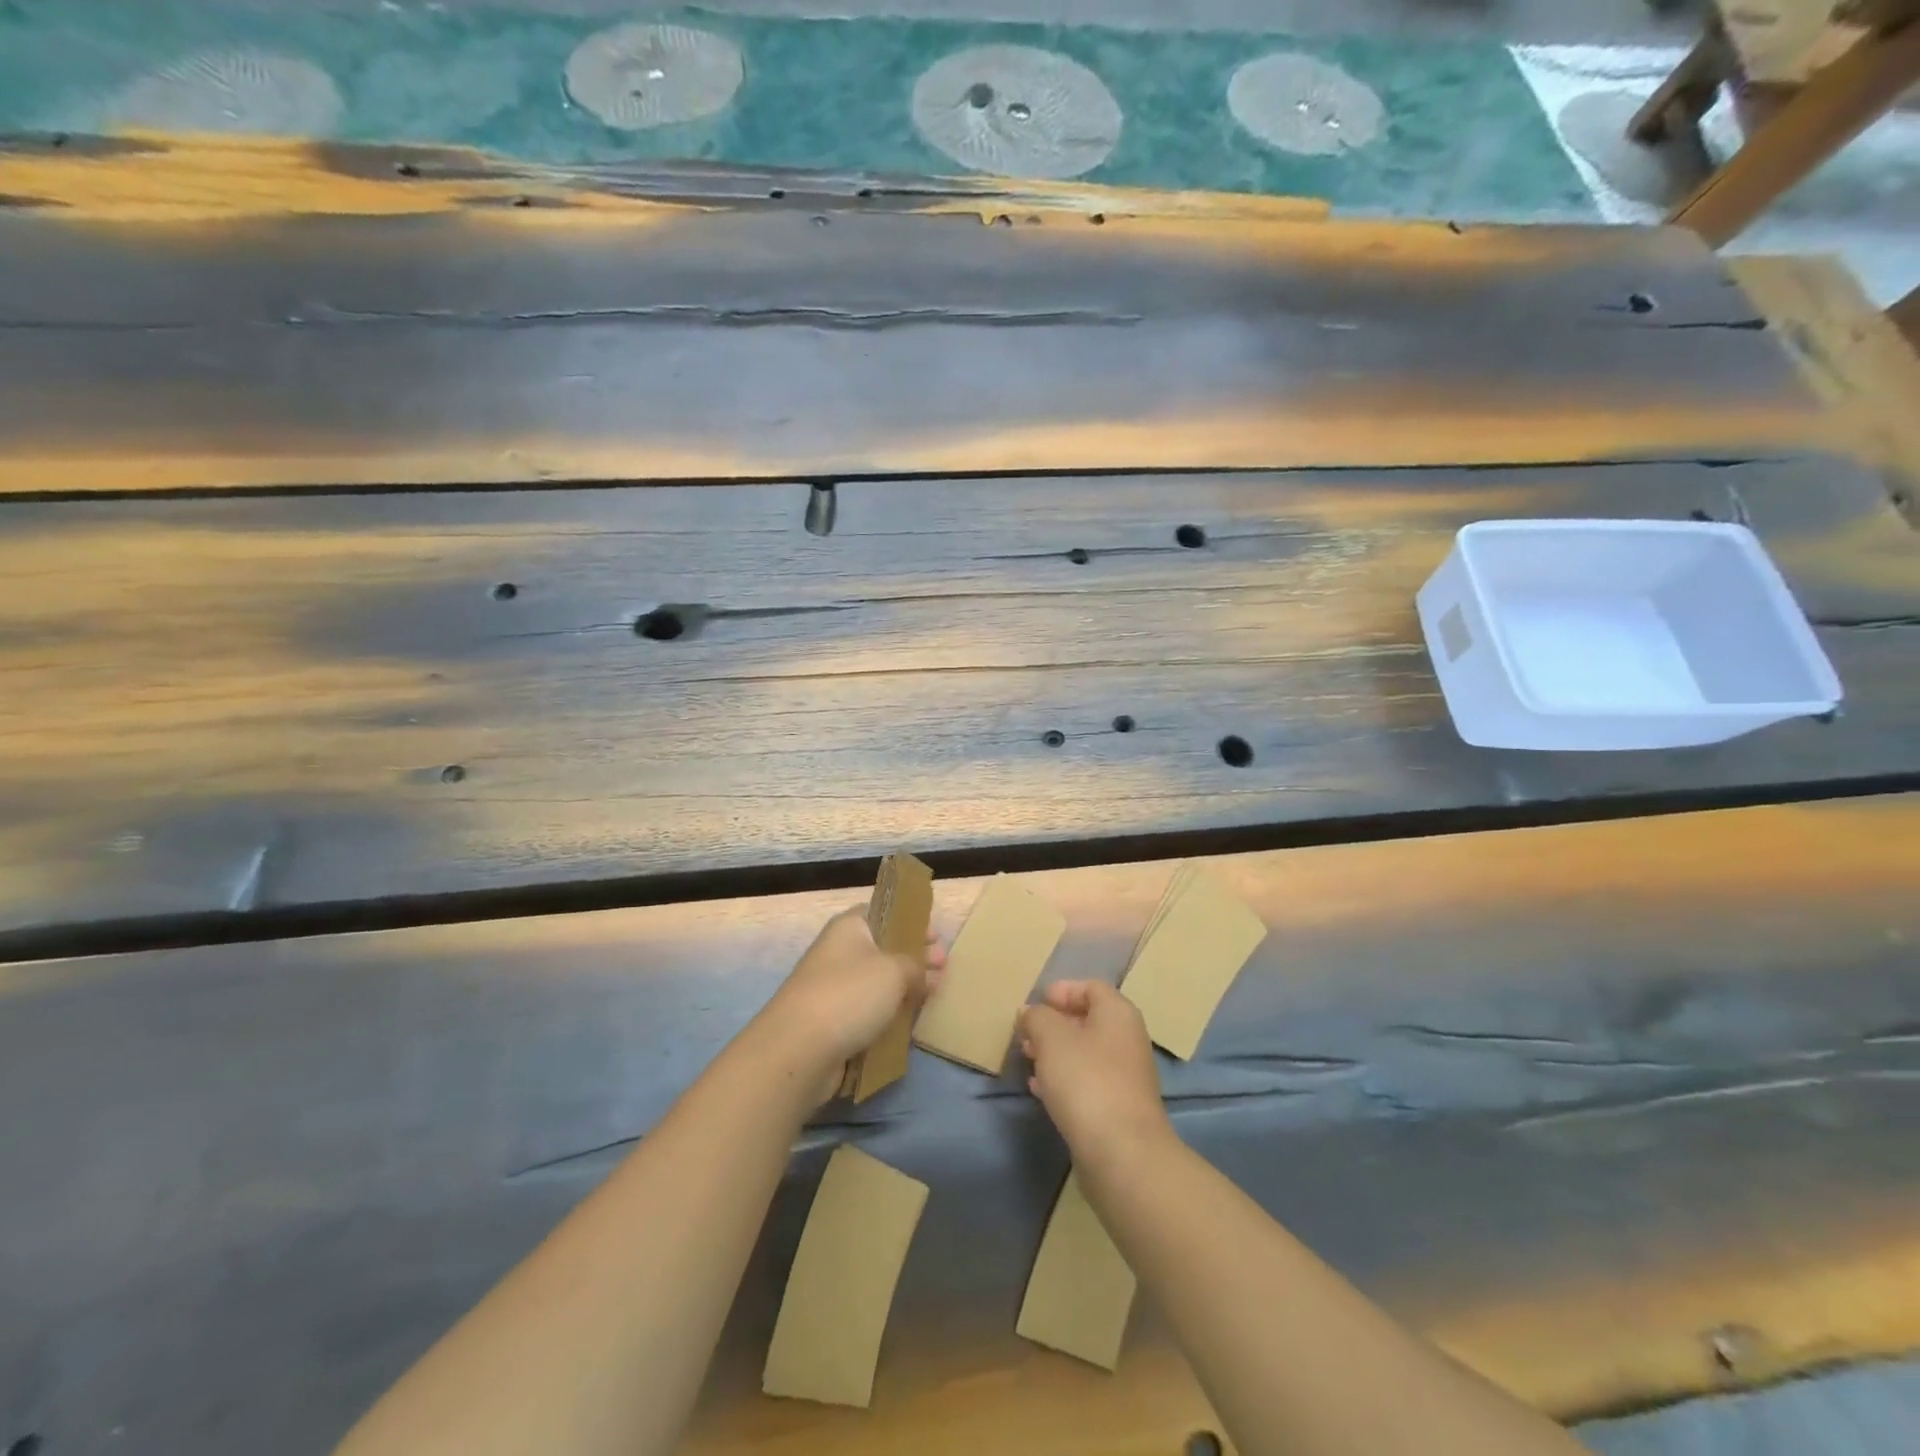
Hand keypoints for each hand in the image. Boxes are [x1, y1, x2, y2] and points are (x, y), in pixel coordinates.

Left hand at [759, 906, 945, 1102]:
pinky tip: (910, 1023)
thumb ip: (916, 966)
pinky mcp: (834, 1022)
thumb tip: (924, 974)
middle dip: (914, 958)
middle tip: (943, 969)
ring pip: (878, 983)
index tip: (936, 939)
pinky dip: (888, 1015)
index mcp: (849, 927)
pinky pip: (868, 1012)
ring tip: (933, 997)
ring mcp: (834, 988)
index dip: (912, 922)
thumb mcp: (895, 970)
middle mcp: (839, 952)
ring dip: (904, 989)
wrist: (798, 1050)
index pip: (884, 913)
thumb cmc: (849, 995)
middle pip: (884, 949)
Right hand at [1021, 980, 1171, 1166]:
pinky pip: (1087, 1082)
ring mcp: (1125, 1076)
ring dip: (1055, 1053)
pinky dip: (1063, 1080)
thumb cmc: (1086, 1081)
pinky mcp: (1117, 1108)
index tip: (1036, 1003)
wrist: (1122, 1154)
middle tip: (1026, 1034)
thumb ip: (1037, 1017)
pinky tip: (1039, 1090)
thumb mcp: (1051, 1038)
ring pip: (1085, 1053)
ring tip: (1027, 1060)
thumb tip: (1031, 1012)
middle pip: (1088, 1019)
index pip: (1091, 987)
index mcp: (1118, 1013)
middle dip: (1054, 1024)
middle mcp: (1127, 1039)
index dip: (1063, 990)